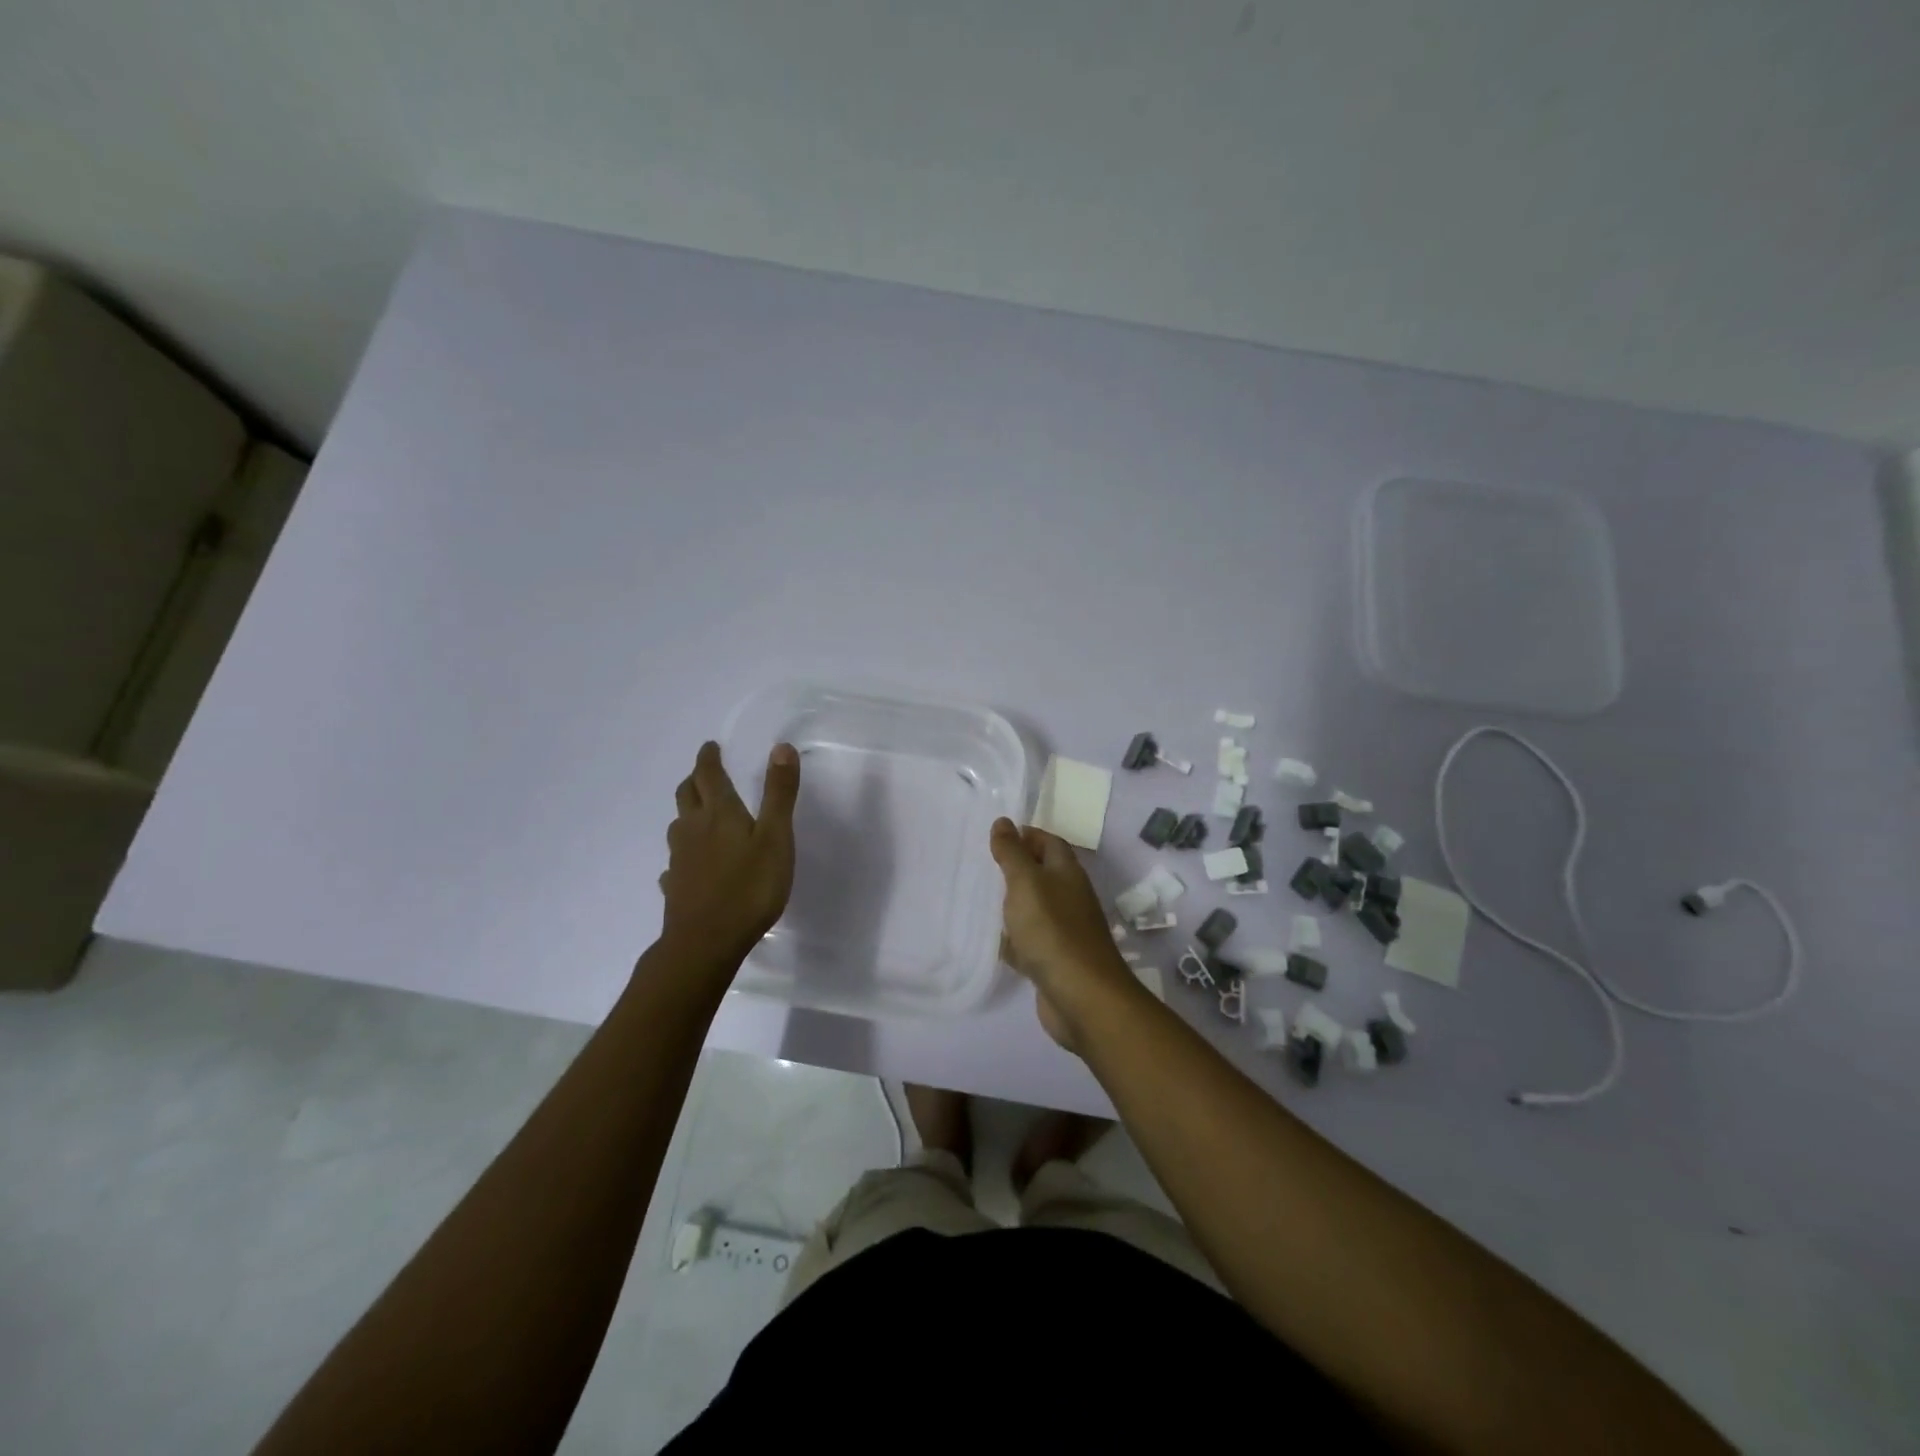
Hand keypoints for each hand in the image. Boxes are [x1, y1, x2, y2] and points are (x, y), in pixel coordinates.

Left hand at [659, 741, 800, 964]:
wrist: (706, 942)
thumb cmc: (749, 888)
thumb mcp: (776, 837)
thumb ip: (779, 794)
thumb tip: (780, 747)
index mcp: (719, 813)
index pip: (709, 775)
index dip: (709, 758)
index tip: (710, 746)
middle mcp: (693, 830)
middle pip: (687, 795)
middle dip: (695, 779)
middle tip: (703, 772)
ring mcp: (680, 859)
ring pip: (678, 826)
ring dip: (687, 812)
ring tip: (698, 813)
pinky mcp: (675, 886)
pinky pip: (675, 862)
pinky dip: (683, 853)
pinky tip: (687, 864)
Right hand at [989, 818, 1139, 1049]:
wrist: (1081, 996)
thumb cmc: (1052, 929)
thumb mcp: (1026, 882)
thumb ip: (1012, 853)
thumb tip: (1003, 821)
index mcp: (1067, 873)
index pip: (1049, 842)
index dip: (1026, 835)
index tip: (996, 836)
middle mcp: (1070, 897)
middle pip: (1042, 874)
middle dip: (1015, 869)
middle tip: (981, 866)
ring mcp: (1064, 931)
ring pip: (1035, 909)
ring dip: (1012, 904)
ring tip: (978, 899)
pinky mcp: (1055, 960)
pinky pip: (1030, 941)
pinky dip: (1013, 939)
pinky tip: (992, 941)